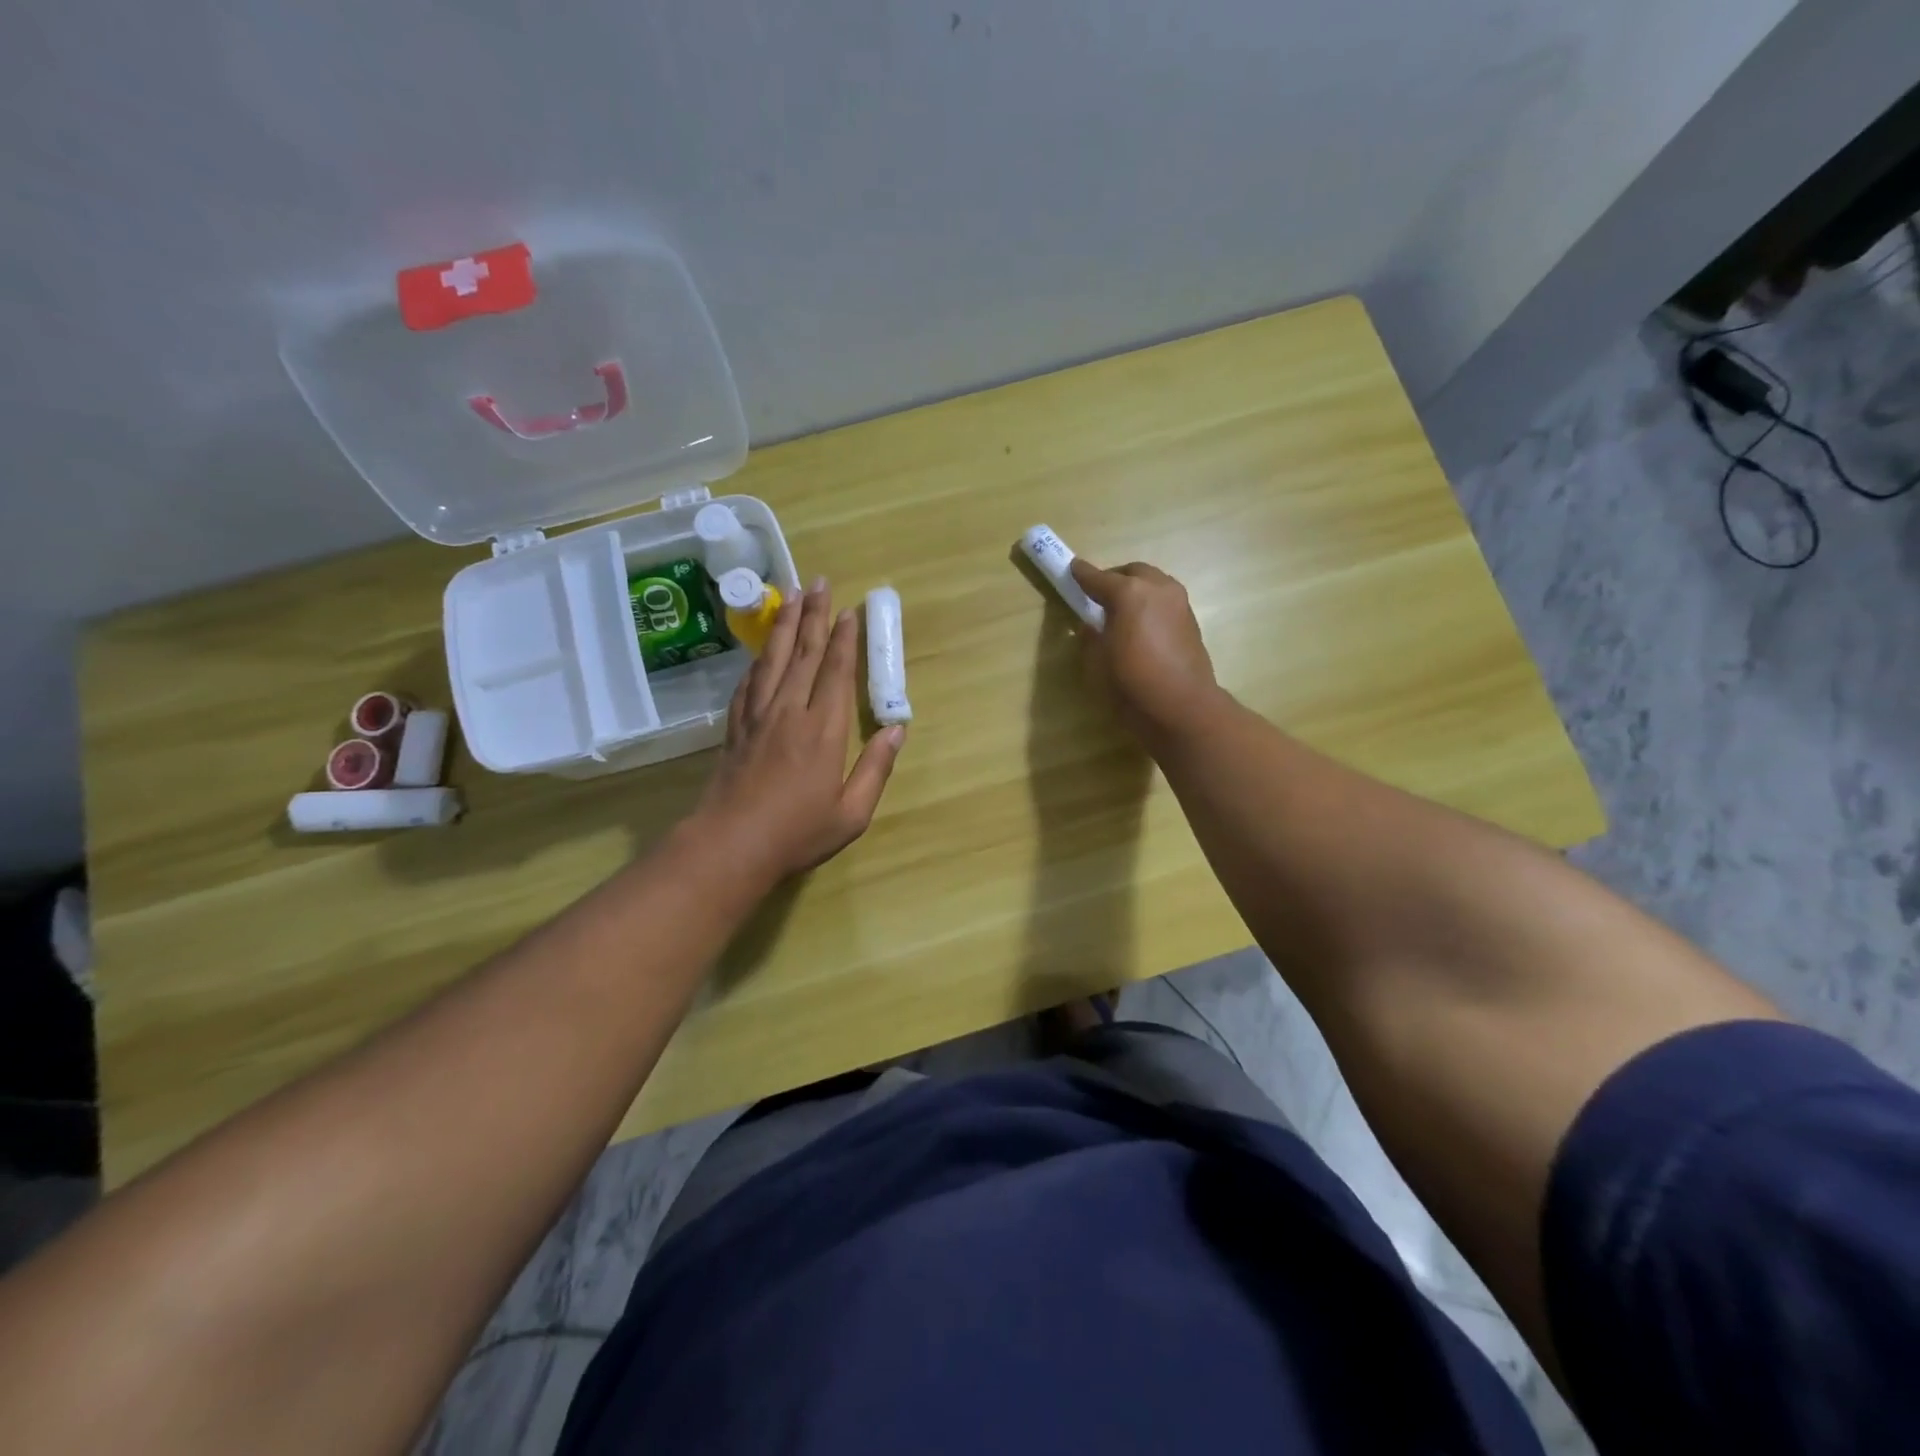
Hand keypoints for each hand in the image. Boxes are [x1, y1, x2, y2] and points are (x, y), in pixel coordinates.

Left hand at [695, 579, 906, 882]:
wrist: (731, 845)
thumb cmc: (798, 833)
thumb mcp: (852, 812)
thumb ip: (877, 768)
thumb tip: (898, 731)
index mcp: (824, 730)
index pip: (836, 672)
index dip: (844, 639)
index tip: (848, 611)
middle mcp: (790, 712)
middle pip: (803, 654)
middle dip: (813, 616)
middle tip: (818, 582)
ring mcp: (759, 717)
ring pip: (772, 660)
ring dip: (784, 626)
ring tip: (791, 596)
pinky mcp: (736, 728)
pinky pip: (749, 683)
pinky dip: (757, 661)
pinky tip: (761, 651)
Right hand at [1069, 559, 1221, 745]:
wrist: (1182, 705)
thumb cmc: (1132, 683)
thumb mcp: (1097, 662)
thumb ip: (1091, 637)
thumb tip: (1090, 626)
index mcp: (1129, 593)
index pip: (1099, 578)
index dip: (1082, 574)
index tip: (1072, 569)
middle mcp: (1157, 588)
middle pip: (1132, 572)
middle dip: (1114, 578)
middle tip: (1098, 594)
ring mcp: (1178, 602)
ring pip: (1153, 582)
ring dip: (1136, 588)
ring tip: (1122, 609)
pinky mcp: (1191, 620)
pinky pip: (1165, 600)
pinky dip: (1151, 603)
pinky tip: (1142, 624)